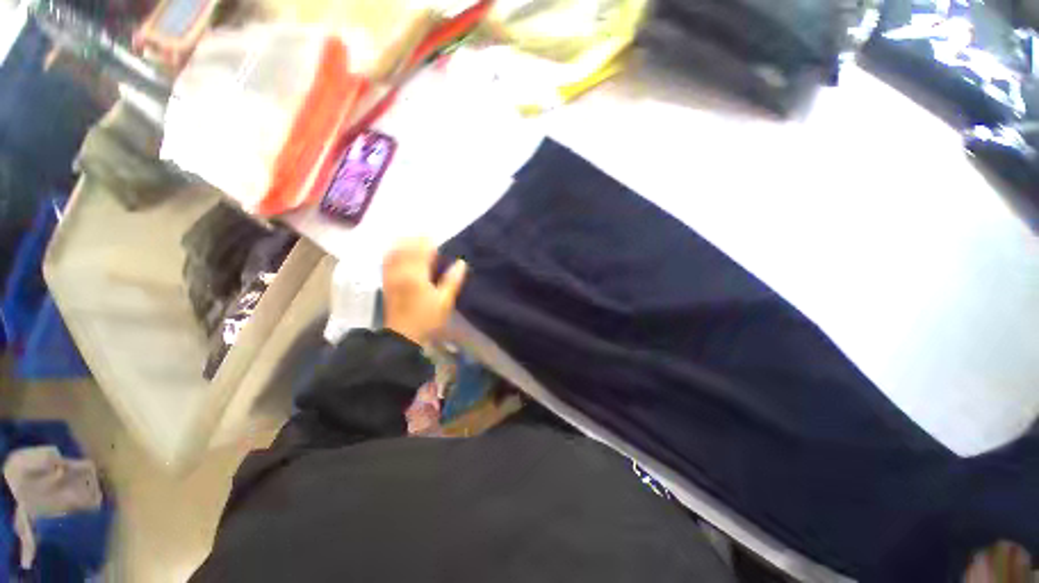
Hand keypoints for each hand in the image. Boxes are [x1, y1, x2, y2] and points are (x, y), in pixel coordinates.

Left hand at [382, 238, 466, 344]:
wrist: (404, 335)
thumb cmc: (427, 319)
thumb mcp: (444, 301)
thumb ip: (452, 281)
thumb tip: (461, 263)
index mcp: (416, 276)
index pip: (421, 251)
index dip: (427, 241)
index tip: (433, 234)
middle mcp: (401, 272)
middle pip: (406, 249)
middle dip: (415, 239)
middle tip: (424, 233)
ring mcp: (391, 277)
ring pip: (394, 253)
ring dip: (402, 243)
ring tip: (411, 238)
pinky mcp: (386, 282)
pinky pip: (386, 262)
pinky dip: (392, 252)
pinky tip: (396, 250)